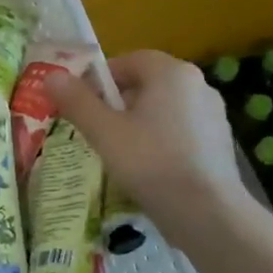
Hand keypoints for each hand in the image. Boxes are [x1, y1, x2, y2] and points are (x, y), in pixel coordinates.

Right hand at [44, 51, 243, 212]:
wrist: (207, 212)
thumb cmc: (150, 162)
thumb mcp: (104, 132)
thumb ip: (77, 101)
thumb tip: (51, 77)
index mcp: (171, 73)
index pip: (129, 60)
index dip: (100, 79)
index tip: (82, 104)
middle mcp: (198, 84)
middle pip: (147, 84)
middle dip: (117, 102)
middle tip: (96, 129)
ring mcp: (214, 114)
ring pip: (163, 108)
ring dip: (138, 122)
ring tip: (119, 152)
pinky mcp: (220, 142)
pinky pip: (180, 130)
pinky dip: (160, 140)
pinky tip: (148, 168)